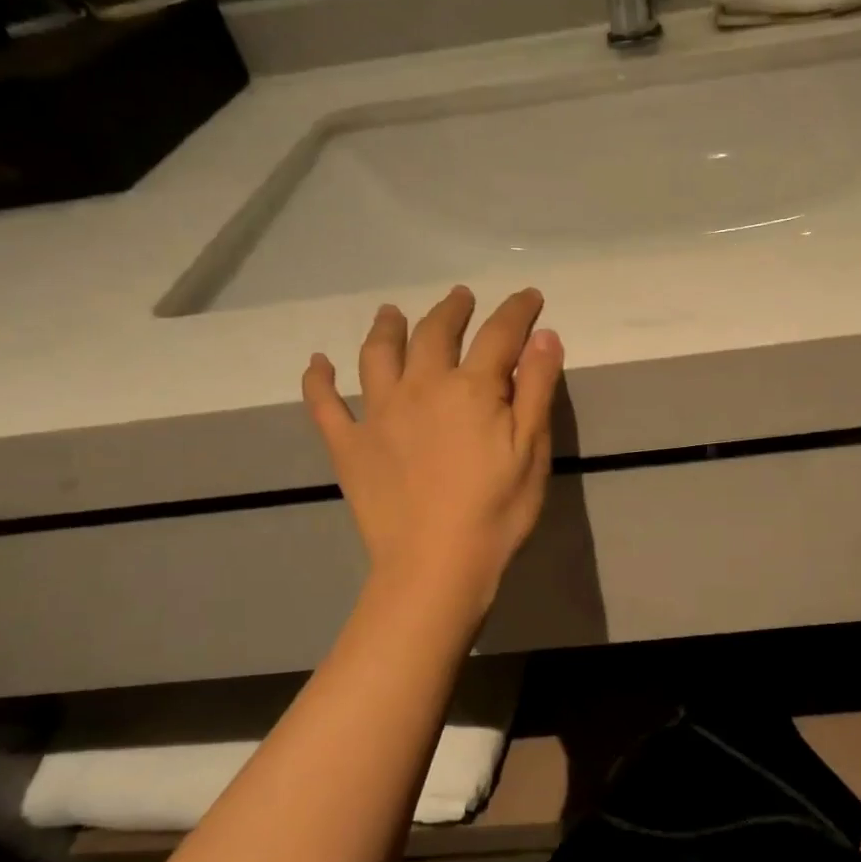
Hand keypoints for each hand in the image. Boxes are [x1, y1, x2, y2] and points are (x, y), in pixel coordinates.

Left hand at [301, 285, 563, 609]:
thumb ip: (537, 387)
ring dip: (387, 328)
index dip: (517, 310)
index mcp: (472, 388)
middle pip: (435, 333)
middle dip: (452, 310)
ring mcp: (378, 414)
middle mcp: (421, 387)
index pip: (499, 334)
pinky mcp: (349, 446)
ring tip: (392, 312)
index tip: (529, 296)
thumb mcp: (532, 449)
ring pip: (378, 355)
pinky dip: (318, 380)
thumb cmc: (497, 510)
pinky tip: (317, 364)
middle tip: (460, 297)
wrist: (436, 565)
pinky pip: (325, 405)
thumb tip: (543, 334)